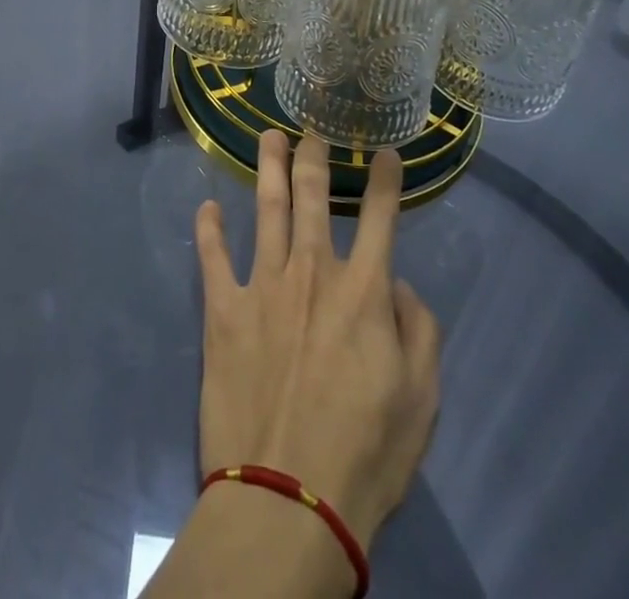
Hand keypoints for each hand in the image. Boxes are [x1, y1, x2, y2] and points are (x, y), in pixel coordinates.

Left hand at [194, 131, 440, 548]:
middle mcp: (312, 272)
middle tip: (310, 130)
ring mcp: (263, 285)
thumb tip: (400, 287)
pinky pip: (213, 257)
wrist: (288, 498)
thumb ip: (419, 332)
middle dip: (312, 157)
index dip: (384, 181)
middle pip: (312, 197)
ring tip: (268, 137)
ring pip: (266, 209)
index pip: (380, 218)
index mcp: (363, 292)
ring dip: (267, 168)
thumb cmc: (365, 454)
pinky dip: (209, 229)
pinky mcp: (223, 310)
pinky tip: (207, 207)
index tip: (384, 152)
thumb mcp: (421, 401)